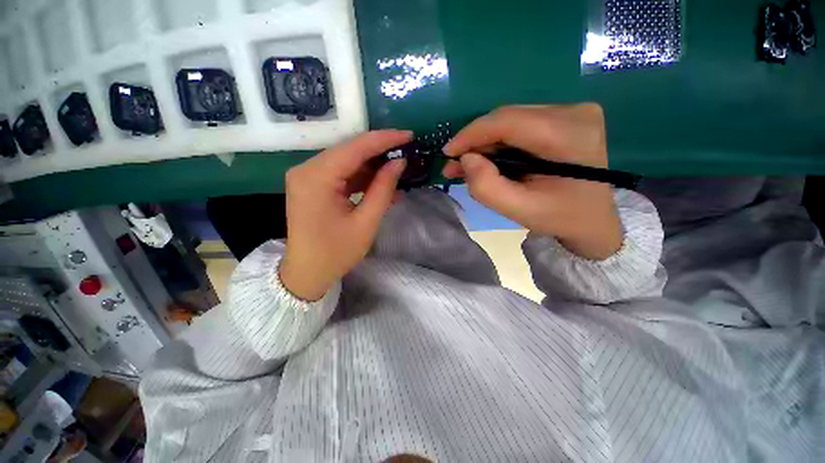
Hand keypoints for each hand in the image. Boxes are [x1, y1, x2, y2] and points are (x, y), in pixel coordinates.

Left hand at [279, 130, 411, 300]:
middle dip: (380, 151)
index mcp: (316, 178)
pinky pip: (342, 174)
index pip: (355, 148)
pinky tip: (382, 184)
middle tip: (406, 151)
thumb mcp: (366, 222)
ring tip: (399, 170)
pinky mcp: (313, 185)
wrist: (307, 273)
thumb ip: (383, 189)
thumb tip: (399, 162)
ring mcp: (308, 177)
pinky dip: (362, 178)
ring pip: (347, 162)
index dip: (384, 139)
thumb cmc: (336, 253)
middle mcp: (307, 169)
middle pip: (349, 151)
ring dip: (373, 166)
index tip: (408, 134)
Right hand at [443, 104, 622, 259]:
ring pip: (510, 121)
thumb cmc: (559, 217)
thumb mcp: (520, 210)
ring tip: (466, 165)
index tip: (448, 152)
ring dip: (485, 143)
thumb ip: (487, 187)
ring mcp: (571, 111)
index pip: (509, 121)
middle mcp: (574, 112)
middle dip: (475, 141)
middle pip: (507, 118)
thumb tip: (466, 159)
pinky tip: (486, 158)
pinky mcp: (564, 117)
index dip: (472, 134)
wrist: (593, 218)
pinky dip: (498, 142)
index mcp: (570, 135)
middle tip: (455, 164)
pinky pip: (519, 125)